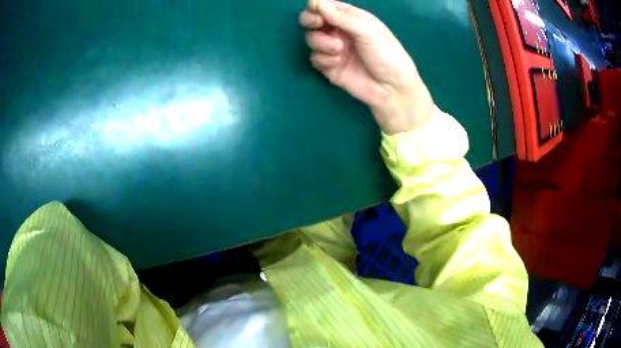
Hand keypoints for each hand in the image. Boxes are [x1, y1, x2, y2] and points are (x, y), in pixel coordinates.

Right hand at [299, 0, 433, 133]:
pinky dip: (323, 59)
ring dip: (321, 42)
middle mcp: (339, 31)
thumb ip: (343, 18)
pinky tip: (338, 63)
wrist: (391, 89)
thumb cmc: (387, 55)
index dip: (317, 5)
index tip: (317, 11)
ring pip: (311, 38)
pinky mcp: (328, 66)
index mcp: (351, 18)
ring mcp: (333, 49)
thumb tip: (318, 3)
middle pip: (312, 19)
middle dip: (310, 20)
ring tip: (339, 50)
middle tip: (317, 24)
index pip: (326, 6)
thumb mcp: (368, 32)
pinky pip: (315, 58)